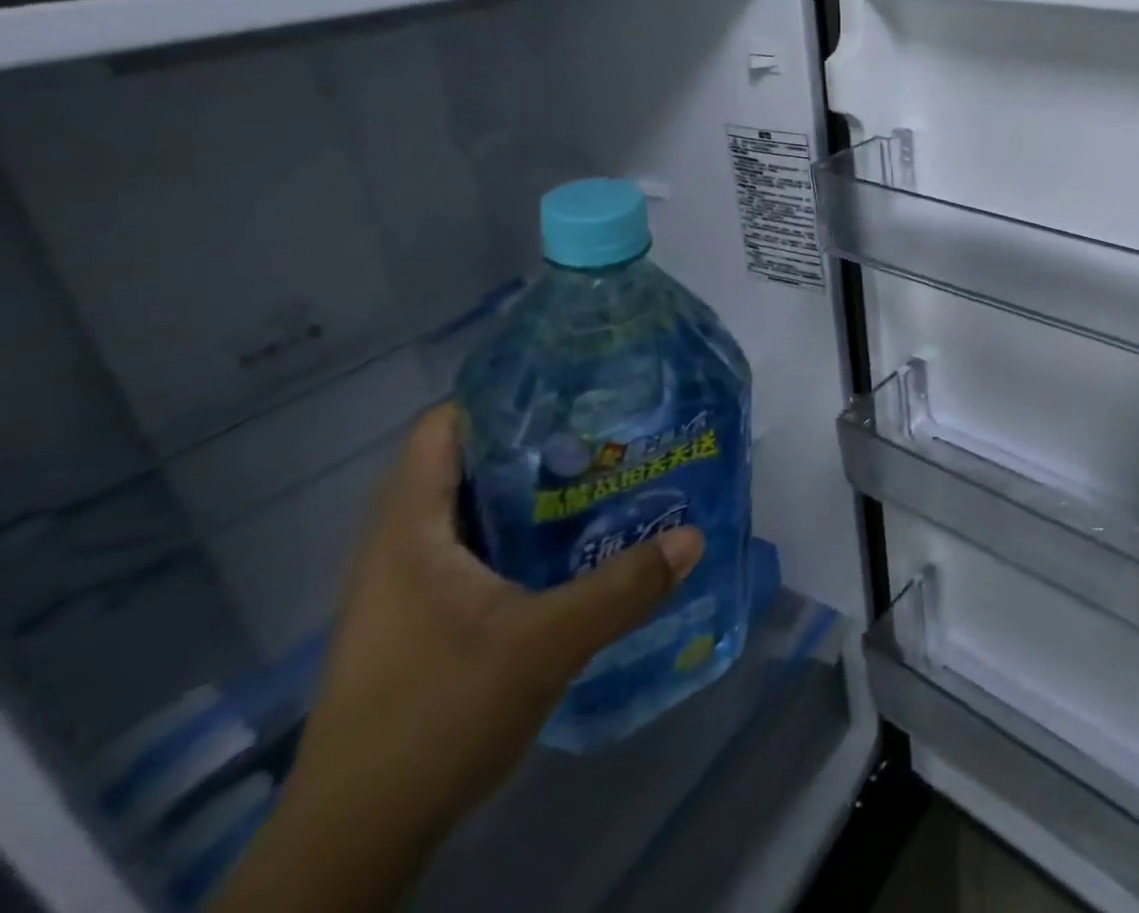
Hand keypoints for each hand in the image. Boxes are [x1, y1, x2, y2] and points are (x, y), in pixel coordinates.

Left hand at [214, 405, 702, 910]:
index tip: (570, 386)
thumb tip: (693, 536)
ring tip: (599, 476)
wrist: (356, 841)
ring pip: (472, 510)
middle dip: (533, 440)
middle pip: (465, 463)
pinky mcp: (420, 621)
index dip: (502, 395)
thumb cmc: (435, 718)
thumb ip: (622, 588)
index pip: (444, 427)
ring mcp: (406, 587)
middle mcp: (399, 546)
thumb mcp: (544, 646)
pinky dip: (520, 535)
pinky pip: (474, 550)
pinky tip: (571, 546)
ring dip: (529, 491)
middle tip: (604, 428)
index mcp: (409, 530)